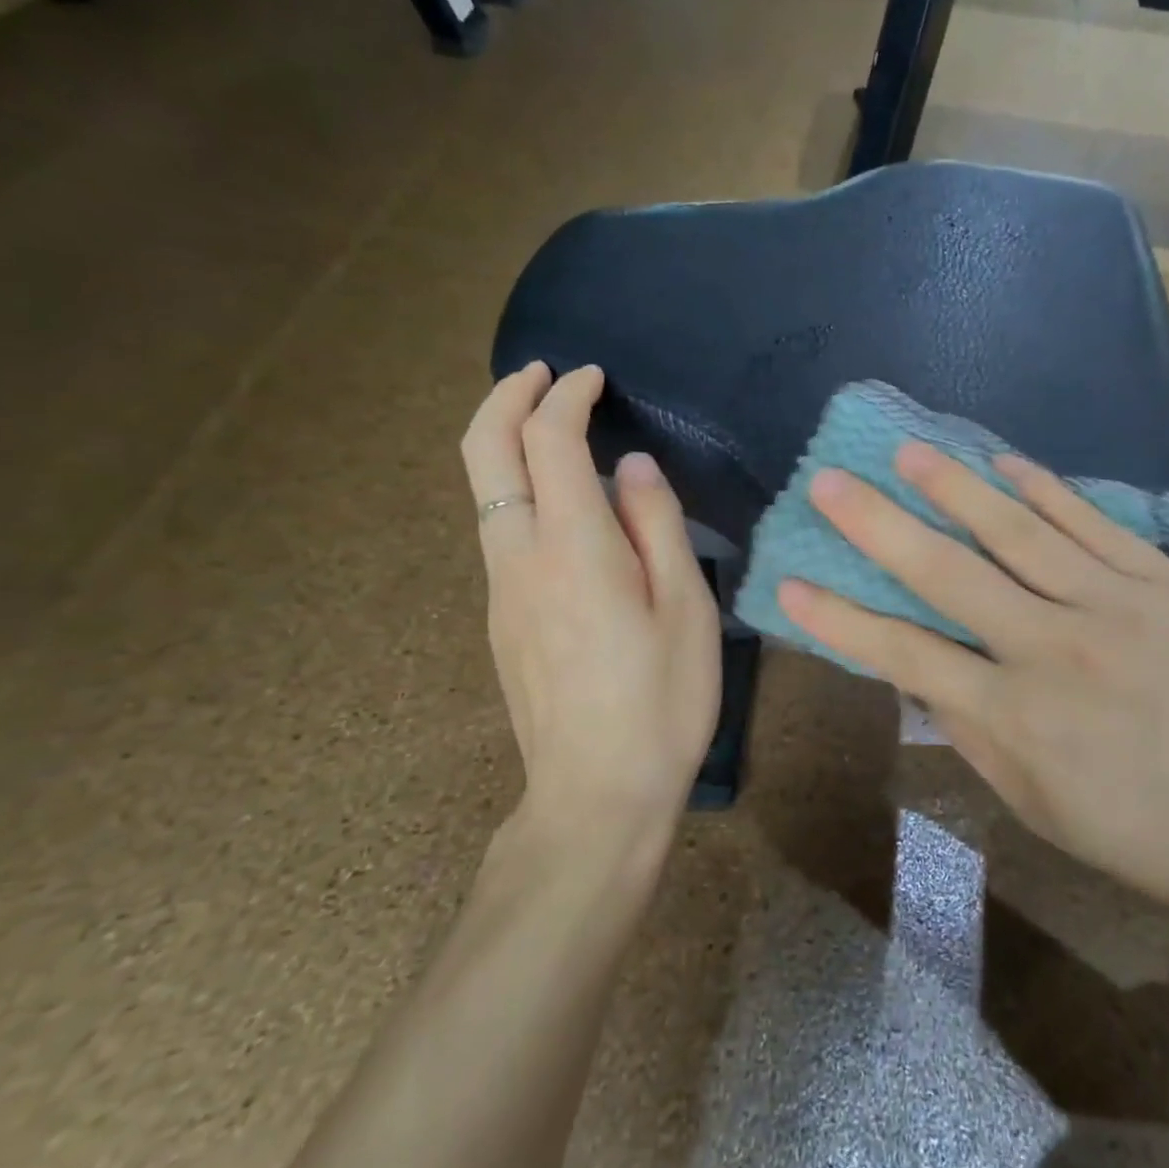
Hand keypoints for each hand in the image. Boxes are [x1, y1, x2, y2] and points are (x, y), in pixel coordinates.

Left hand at [461, 364, 720, 853]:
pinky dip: (518, 489)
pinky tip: (561, 508)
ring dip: (507, 442)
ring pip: (485, 492)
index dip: (568, 396)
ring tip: (553, 429)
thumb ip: (656, 525)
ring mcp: (500, 591)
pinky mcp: (500, 620)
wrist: (595, 793)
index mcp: (573, 546)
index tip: (594, 377)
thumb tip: (632, 468)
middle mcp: (519, 556)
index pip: (550, 440)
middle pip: (484, 451)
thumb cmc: (660, 700)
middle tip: (542, 374)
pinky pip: (500, 531)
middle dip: (507, 397)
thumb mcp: (685, 608)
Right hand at [778, 444, 1168, 931]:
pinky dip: (1042, 488)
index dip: (839, 618)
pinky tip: (1004, 463)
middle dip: (876, 524)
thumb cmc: (1155, 837)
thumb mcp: (1042, 809)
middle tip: (829, 480)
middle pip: (946, 572)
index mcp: (1017, 717)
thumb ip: (976, 736)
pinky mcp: (1162, 580)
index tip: (788, 583)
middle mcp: (1052, 646)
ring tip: (906, 450)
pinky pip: (1089, 522)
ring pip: (1014, 529)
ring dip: (952, 485)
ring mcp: (1112, 603)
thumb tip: (924, 679)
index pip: (903, 654)